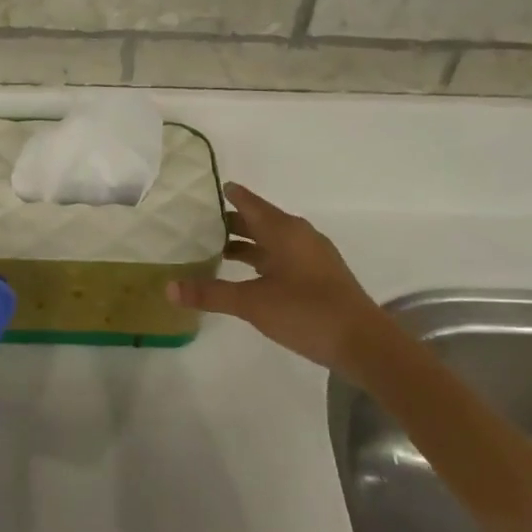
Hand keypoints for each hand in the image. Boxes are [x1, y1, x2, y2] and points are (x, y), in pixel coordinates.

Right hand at [168, 183, 383, 369]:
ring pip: (274, 241)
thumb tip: (168, 288)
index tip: (211, 188)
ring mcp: (314, 257)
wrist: (363, 344)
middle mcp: (300, 237)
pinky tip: (251, 275)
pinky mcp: (320, 277)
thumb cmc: (306, 312)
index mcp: (285, 232)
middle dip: (235, 221)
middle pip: (262, 221)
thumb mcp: (252, 303)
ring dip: (249, 243)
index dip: (232, 195)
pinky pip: (284, 257)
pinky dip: (264, 259)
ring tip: (219, 250)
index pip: (251, 204)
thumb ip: (211, 294)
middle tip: (203, 222)